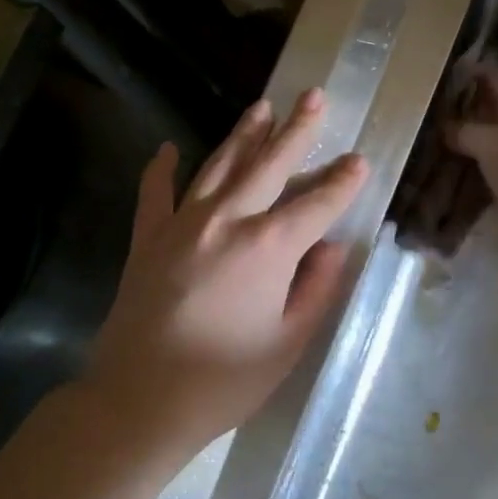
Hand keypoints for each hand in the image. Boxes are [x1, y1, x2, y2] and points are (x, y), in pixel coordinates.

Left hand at [84, 89, 368, 454]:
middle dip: (296, 130)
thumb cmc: (224, 381)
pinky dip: (161, 169)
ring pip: (219, 166)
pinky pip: (155, 193)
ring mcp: (182, 225)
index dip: (342, 183)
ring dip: (243, 134)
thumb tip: (332, 248)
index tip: (360, 161)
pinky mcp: (147, 239)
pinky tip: (169, 148)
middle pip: (269, 165)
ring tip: (262, 106)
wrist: (138, 402)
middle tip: (314, 96)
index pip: (317, 205)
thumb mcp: (288, 343)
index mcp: (268, 248)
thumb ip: (315, 289)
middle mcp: (227, 222)